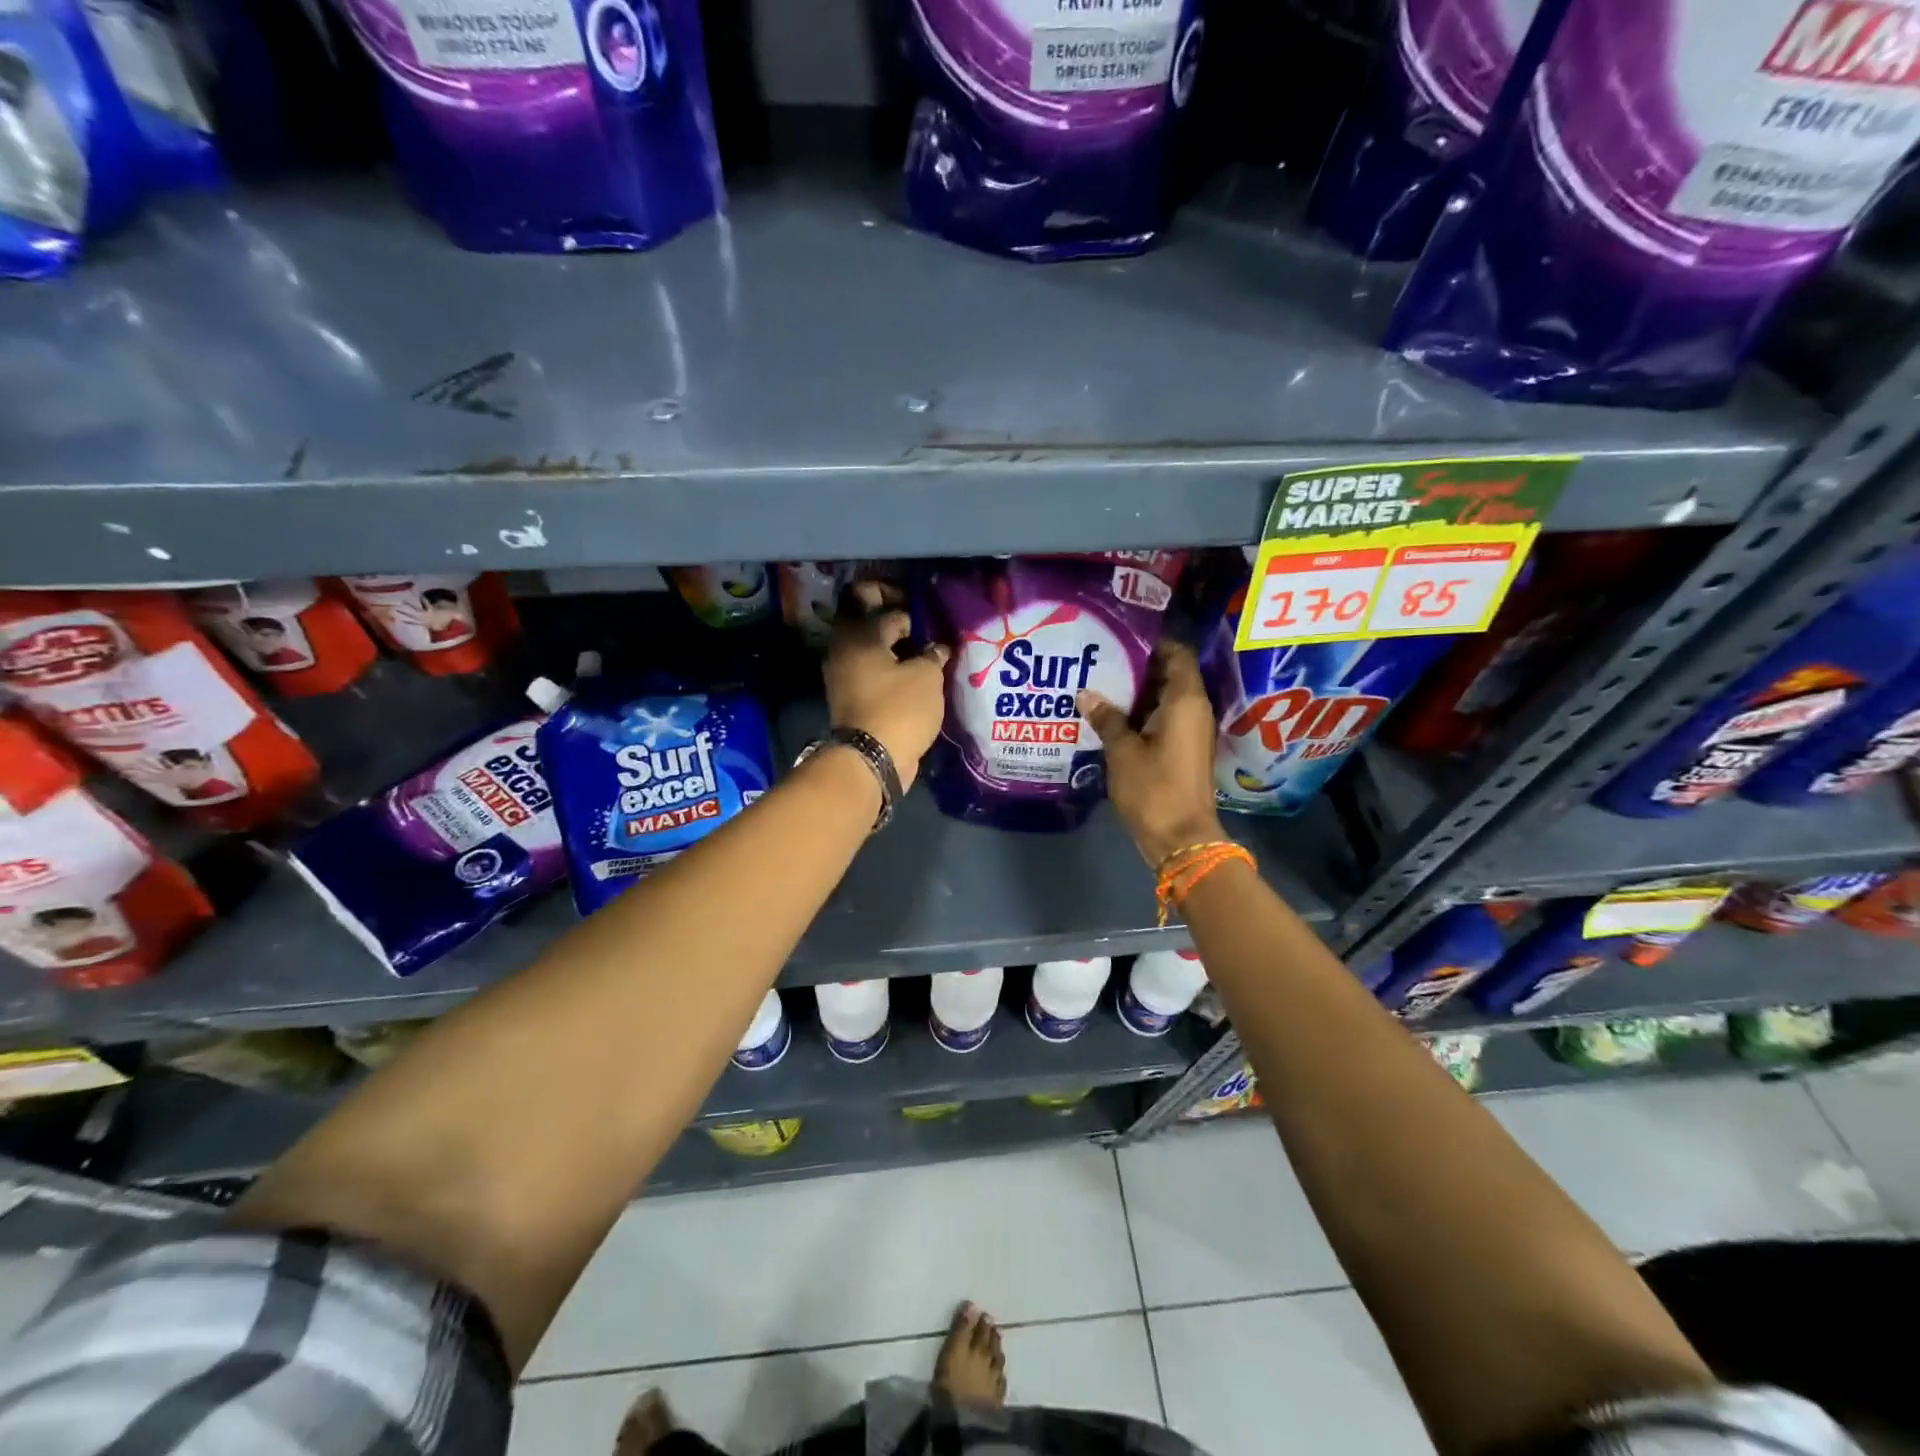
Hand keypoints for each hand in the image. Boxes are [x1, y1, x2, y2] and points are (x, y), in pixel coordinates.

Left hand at [826, 582, 950, 791]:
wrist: (871, 760)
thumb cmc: (899, 709)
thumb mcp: (927, 676)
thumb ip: (933, 654)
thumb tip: (937, 649)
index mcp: (858, 633)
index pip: (880, 601)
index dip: (909, 604)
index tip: (932, 615)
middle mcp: (843, 648)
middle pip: (867, 619)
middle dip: (896, 619)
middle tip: (925, 629)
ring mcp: (842, 673)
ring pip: (869, 646)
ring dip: (895, 646)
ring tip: (926, 654)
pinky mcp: (849, 696)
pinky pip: (870, 670)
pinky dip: (889, 668)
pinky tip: (916, 675)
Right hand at [1078, 640, 1224, 865]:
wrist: (1181, 838)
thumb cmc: (1154, 788)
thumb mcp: (1123, 751)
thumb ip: (1107, 718)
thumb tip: (1086, 694)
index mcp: (1186, 701)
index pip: (1178, 654)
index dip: (1153, 643)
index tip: (1121, 638)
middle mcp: (1194, 710)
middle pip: (1170, 675)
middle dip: (1139, 668)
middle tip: (1102, 659)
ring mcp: (1191, 732)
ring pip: (1164, 700)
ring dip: (1137, 693)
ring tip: (1100, 684)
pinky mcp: (1183, 750)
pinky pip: (1163, 720)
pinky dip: (1141, 715)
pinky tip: (1111, 717)